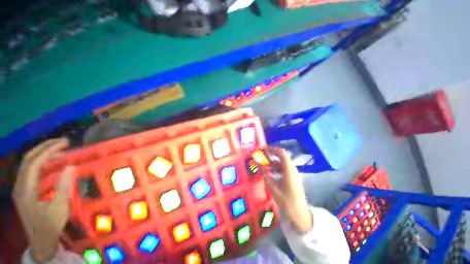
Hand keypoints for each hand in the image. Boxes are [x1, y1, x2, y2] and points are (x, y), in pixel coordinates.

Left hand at [12, 138, 74, 261]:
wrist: (40, 241)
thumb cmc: (50, 225)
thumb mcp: (59, 208)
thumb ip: (63, 187)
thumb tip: (71, 166)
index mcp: (25, 190)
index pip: (34, 163)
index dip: (48, 151)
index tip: (64, 143)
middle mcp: (19, 185)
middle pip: (28, 160)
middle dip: (44, 147)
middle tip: (63, 142)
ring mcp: (21, 188)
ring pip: (28, 164)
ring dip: (43, 154)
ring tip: (59, 150)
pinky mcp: (24, 190)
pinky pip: (31, 171)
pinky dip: (41, 162)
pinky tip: (51, 163)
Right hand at [262, 147, 312, 232]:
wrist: (299, 213)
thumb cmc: (286, 201)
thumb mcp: (273, 187)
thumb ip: (265, 174)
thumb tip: (257, 163)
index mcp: (289, 170)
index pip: (281, 152)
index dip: (272, 149)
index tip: (262, 150)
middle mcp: (292, 168)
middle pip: (281, 156)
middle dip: (270, 155)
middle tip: (260, 156)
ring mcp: (293, 172)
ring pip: (282, 162)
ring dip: (272, 162)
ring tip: (263, 166)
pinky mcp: (293, 176)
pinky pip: (283, 168)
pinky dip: (276, 168)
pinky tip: (270, 173)